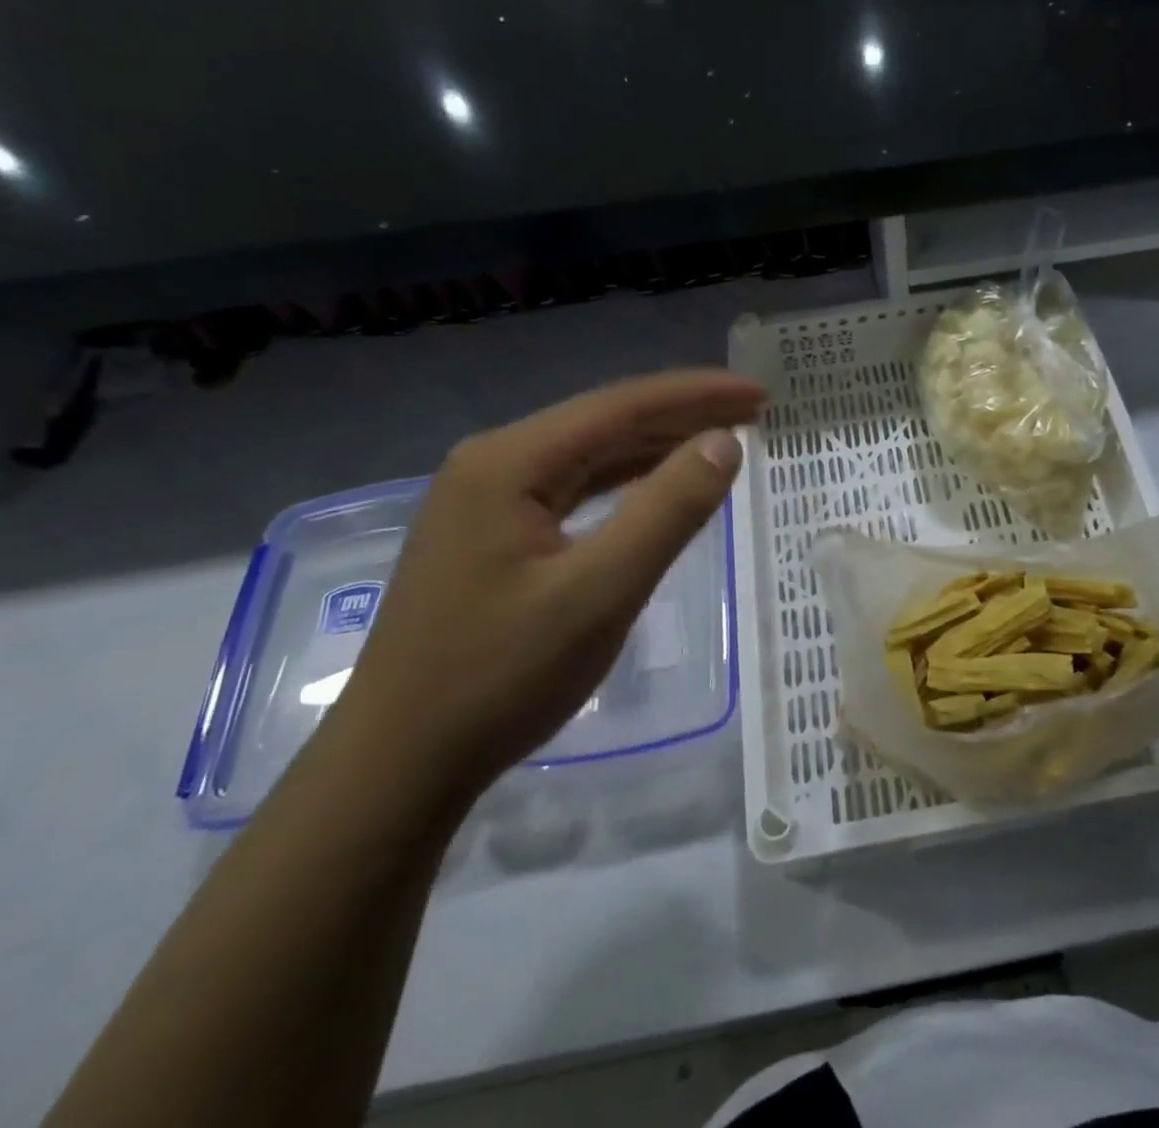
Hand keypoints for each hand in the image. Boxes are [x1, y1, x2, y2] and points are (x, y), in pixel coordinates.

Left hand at [328, 370, 764, 804]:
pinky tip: (662, 481)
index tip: (759, 393)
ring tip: (722, 437)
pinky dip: (629, 479)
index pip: (622, 406)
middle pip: (606, 421)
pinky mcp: (494, 531)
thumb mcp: (601, 591)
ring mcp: (489, 497)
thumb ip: (668, 510)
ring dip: (659, 443)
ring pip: (592, 453)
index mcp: (510, 461)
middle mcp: (495, 462)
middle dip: (683, 413)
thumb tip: (723, 443)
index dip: (697, 395)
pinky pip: (576, 487)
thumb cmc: (501, 676)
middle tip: (754, 412)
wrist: (399, 764)